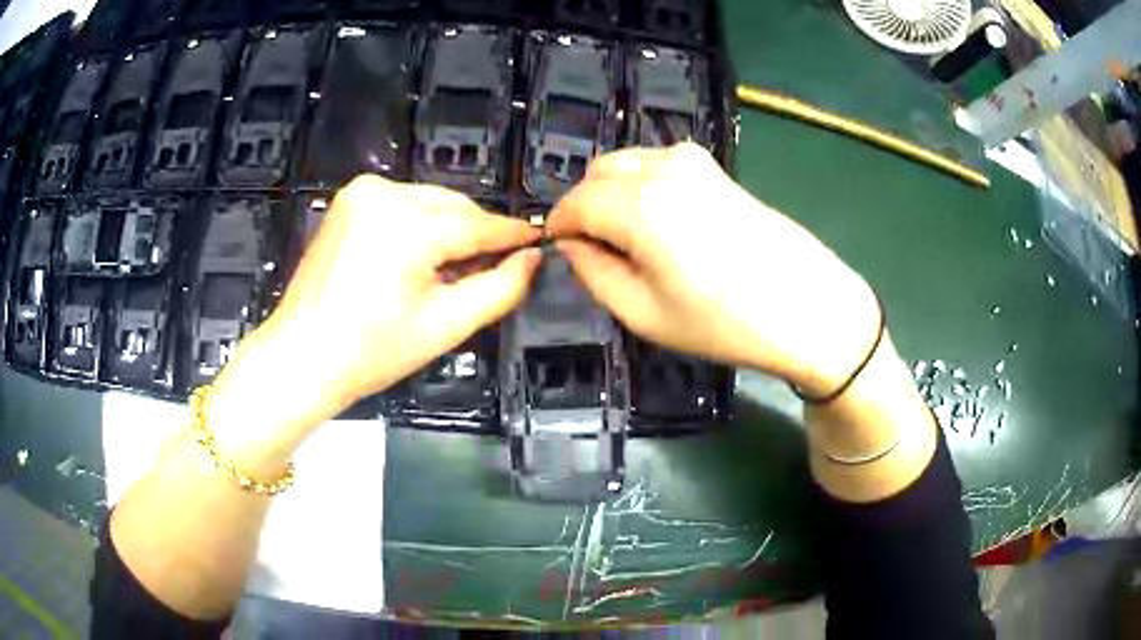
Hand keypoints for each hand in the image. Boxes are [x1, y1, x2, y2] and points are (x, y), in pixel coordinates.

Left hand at [207, 176, 541, 453]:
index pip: (478, 224)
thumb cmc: (371, 352)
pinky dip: (420, 224)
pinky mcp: (349, 200)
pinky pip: (403, 204)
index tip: (538, 241)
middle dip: (476, 234)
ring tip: (451, 270)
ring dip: (448, 229)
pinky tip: (419, 257)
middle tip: (492, 269)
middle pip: (454, 207)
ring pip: (430, 202)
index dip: (512, 235)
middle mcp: (385, 192)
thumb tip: (532, 259)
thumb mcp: (445, 325)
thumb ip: (500, 288)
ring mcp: (362, 192)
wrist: (302, 356)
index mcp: (408, 224)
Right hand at [547, 143, 879, 395]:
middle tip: (595, 251)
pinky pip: (658, 166)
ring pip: (628, 164)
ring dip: (613, 194)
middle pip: (598, 173)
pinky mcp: (716, 168)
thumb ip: (594, 273)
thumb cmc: (724, 322)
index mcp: (638, 204)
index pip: (574, 202)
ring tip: (630, 241)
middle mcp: (662, 167)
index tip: (560, 252)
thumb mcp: (643, 313)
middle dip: (585, 206)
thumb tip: (574, 245)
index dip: (559, 227)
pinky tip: (663, 225)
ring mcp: (693, 161)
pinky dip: (643, 187)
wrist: (808, 306)